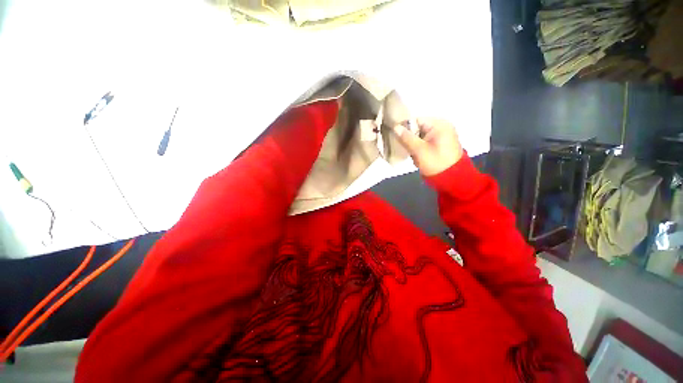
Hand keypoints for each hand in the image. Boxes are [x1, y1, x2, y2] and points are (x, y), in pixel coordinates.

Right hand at [393, 118, 462, 175]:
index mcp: (439, 124)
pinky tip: (420, 157)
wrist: (452, 179)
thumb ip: (406, 138)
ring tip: (415, 156)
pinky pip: (425, 142)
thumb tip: (395, 127)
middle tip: (409, 151)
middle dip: (410, 140)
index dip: (405, 129)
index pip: (416, 121)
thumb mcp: (419, 150)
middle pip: (418, 128)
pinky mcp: (441, 144)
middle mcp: (442, 126)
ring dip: (414, 146)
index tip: (398, 140)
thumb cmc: (435, 163)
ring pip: (420, 137)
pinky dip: (420, 149)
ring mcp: (442, 135)